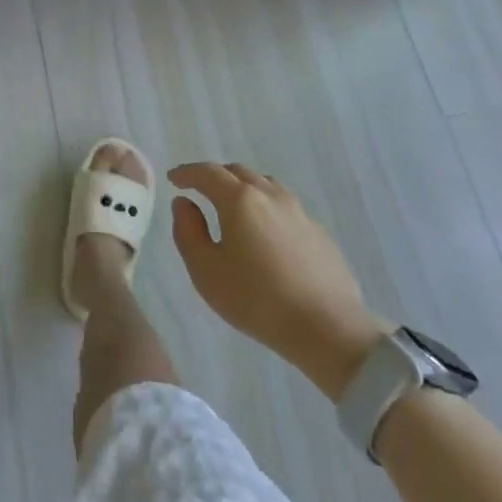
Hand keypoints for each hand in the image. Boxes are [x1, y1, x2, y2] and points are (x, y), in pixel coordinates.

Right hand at [169, 163, 385, 399]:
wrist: (328, 329)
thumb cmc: (257, 300)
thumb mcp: (205, 270)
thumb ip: (188, 230)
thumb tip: (184, 203)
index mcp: (239, 199)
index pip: (207, 173)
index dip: (187, 172)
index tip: (173, 178)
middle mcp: (270, 195)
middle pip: (237, 172)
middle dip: (214, 176)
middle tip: (200, 190)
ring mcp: (298, 211)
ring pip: (264, 185)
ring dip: (243, 188)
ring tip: (232, 206)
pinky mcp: (318, 231)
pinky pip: (284, 206)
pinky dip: (266, 207)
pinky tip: (265, 232)